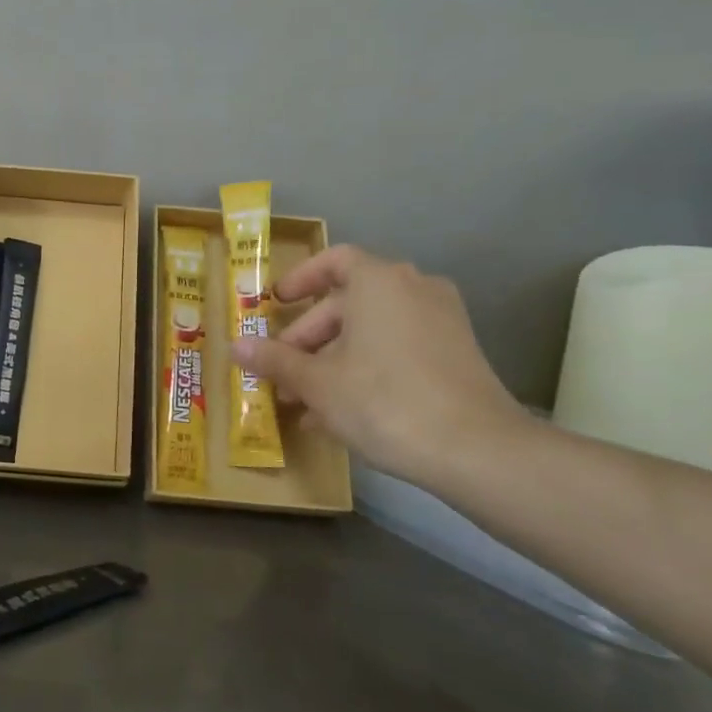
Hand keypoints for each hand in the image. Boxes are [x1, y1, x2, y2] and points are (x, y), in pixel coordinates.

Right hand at [231, 246, 522, 485]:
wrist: (477, 450)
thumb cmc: (383, 401)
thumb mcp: (316, 383)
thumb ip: (274, 360)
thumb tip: (234, 346)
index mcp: (379, 282)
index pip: (333, 261)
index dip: (300, 279)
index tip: (275, 304)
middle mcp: (415, 289)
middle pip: (347, 303)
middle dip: (308, 339)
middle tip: (281, 373)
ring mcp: (442, 322)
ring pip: (371, 332)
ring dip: (332, 361)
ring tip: (303, 404)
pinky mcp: (457, 355)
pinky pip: (397, 350)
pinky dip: (366, 370)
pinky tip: (339, 415)